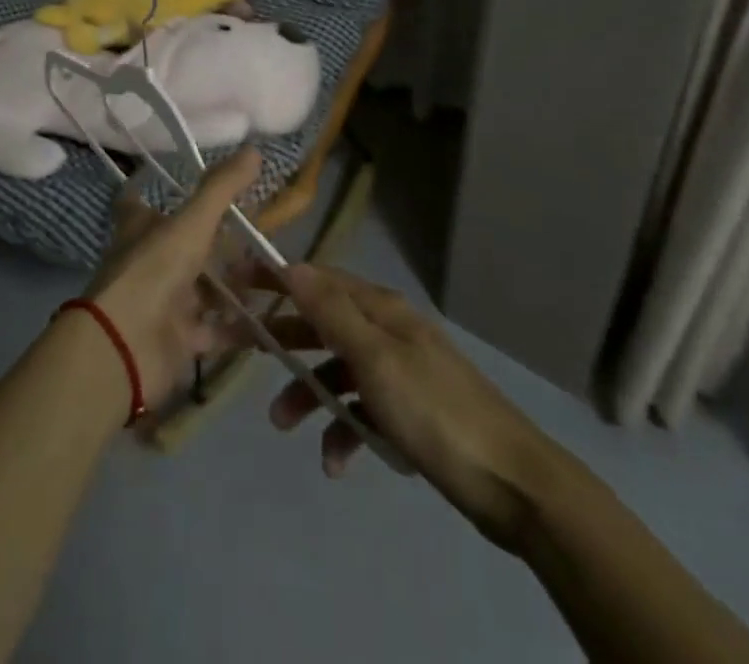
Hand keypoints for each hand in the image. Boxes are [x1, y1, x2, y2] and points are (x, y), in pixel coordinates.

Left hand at [80, 149, 262, 408]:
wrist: (126, 348)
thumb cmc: (153, 271)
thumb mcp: (191, 223)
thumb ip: (221, 189)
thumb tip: (254, 149)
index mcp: (140, 228)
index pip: (138, 201)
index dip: (150, 188)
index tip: (174, 178)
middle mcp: (149, 261)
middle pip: (183, 246)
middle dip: (217, 241)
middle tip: (259, 230)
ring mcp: (164, 302)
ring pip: (203, 288)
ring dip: (234, 283)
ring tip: (276, 272)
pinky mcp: (179, 339)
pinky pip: (216, 329)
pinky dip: (240, 326)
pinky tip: (272, 318)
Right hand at [260, 264, 569, 551]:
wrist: (513, 483)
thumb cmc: (436, 411)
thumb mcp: (376, 359)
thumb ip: (332, 312)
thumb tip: (292, 265)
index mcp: (380, 309)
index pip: (317, 280)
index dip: (276, 279)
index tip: (235, 282)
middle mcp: (387, 330)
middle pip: (322, 323)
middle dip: (281, 338)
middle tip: (236, 347)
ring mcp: (399, 371)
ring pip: (337, 370)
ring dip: (308, 393)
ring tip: (283, 425)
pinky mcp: (409, 410)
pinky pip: (362, 410)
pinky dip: (343, 429)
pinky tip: (336, 461)